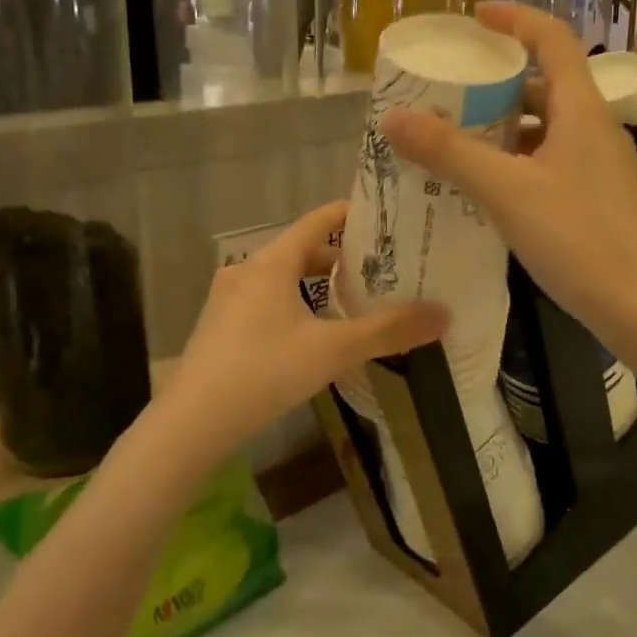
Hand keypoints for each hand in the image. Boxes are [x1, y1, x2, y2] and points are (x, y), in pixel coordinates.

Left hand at [157, 201, 446, 460]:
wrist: (191, 423)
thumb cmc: (264, 371)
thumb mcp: (333, 349)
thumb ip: (388, 331)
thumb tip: (444, 314)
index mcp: (272, 262)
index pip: (317, 221)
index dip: (351, 214)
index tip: (385, 217)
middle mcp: (247, 270)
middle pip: (301, 250)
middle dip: (340, 257)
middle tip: (381, 268)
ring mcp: (228, 299)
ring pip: (282, 278)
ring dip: (316, 284)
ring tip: (353, 300)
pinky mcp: (220, 327)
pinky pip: (266, 300)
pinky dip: (295, 303)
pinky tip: (313, 333)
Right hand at [379, 2, 636, 343]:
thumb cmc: (578, 239)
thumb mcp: (507, 191)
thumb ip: (451, 153)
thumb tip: (394, 117)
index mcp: (582, 110)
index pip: (552, 40)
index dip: (515, 19)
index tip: (475, 17)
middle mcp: (594, 129)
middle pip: (546, 84)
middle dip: (498, 80)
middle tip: (451, 88)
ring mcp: (598, 165)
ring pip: (546, 127)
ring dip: (504, 125)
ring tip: (456, 135)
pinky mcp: (595, 197)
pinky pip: (549, 160)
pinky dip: (516, 159)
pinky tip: (486, 184)